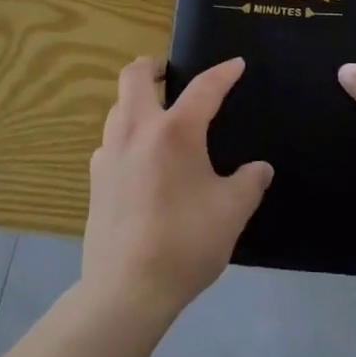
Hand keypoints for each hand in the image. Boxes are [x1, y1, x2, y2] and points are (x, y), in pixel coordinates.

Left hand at [81, 57, 271, 326]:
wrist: (126, 292)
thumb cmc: (184, 244)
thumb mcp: (231, 213)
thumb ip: (249, 184)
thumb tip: (260, 169)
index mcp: (175, 131)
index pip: (204, 88)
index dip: (223, 73)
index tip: (236, 65)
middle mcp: (137, 130)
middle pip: (134, 75)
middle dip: (153, 65)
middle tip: (170, 72)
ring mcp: (110, 153)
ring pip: (118, 106)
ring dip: (136, 100)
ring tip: (156, 116)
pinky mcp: (95, 179)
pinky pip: (109, 141)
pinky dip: (125, 136)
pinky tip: (138, 160)